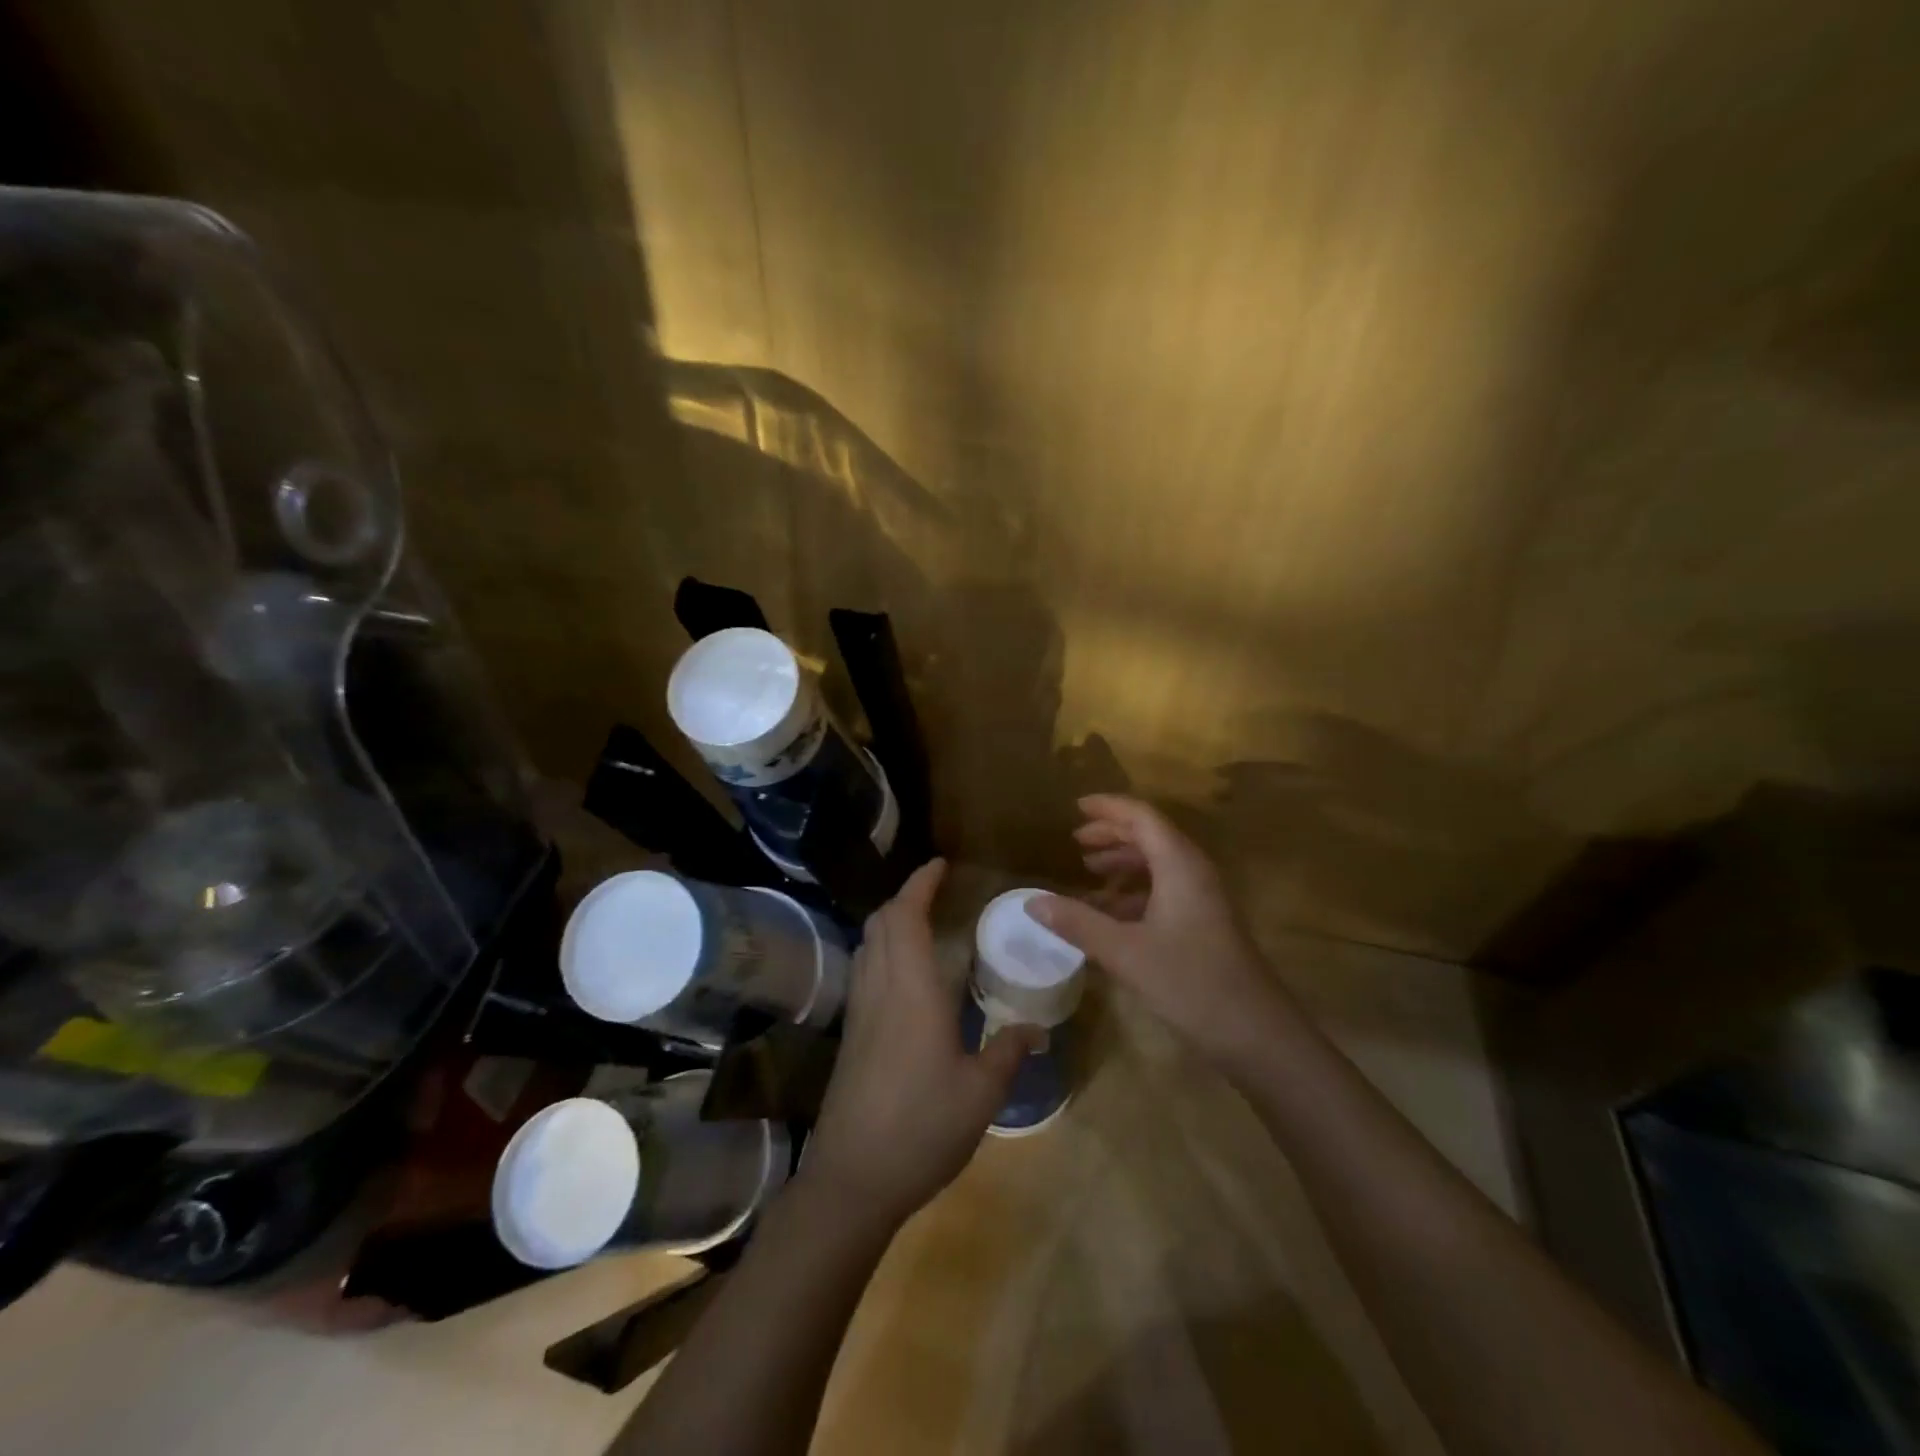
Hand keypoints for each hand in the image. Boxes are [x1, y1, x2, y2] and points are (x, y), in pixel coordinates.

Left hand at [801, 860, 1035, 1228]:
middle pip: (881, 923)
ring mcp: (860, 1011)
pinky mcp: (851, 1035)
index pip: (907, 917)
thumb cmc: (922, 1127)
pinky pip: (864, 971)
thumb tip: (1036, 1029)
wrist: (853, 1178)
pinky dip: (881, 951)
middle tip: (935, 892)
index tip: (939, 864)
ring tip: (921, 924)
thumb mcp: (980, 1093)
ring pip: (867, 945)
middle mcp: (880, 989)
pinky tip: (904, 976)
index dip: (920, 884)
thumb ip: (1008, 1052)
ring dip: (890, 922)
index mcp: (912, 990)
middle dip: (905, 897)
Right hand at [1029, 795, 1292, 1068]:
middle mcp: (1194, 871)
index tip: (1076, 807)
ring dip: (1124, 862)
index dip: (1108, 808)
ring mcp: (1203, 898)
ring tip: (1089, 872)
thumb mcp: (1125, 952)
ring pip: (1159, 863)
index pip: (1142, 817)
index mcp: (1179, 864)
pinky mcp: (1205, 922)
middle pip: (1151, 835)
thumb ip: (1078, 923)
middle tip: (1077, 841)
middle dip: (1113, 833)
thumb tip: (1032, 902)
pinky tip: (1112, 913)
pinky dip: (1136, 891)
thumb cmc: (1190, 982)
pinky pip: (1166, 889)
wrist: (1256, 1033)